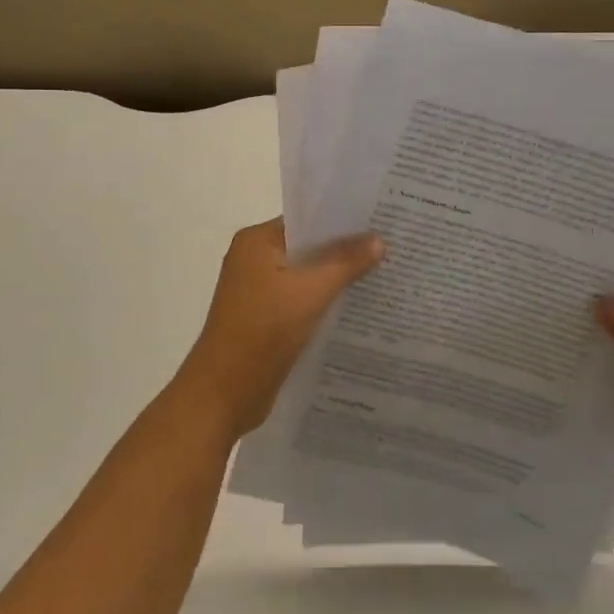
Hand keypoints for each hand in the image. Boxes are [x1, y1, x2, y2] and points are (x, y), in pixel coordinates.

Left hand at [174, 218, 384, 441]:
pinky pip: (302, 299)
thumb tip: (379, 239)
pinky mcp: (266, 317)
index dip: (343, 220)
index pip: (307, 219)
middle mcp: (254, 259)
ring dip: (338, 277)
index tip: (380, 220)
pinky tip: (359, 305)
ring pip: (307, 275)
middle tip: (391, 245)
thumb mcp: (311, 292)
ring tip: (383, 272)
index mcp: (256, 241)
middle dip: (346, 249)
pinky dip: (326, 300)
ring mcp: (258, 290)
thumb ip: (346, 262)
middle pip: (309, 246)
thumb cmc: (262, 331)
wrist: (223, 394)